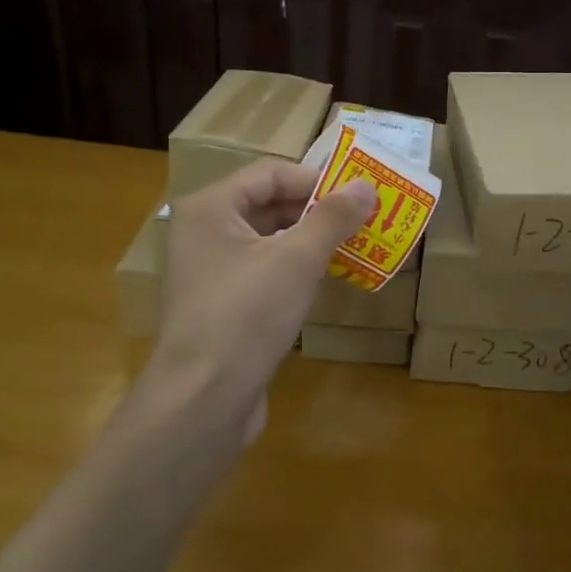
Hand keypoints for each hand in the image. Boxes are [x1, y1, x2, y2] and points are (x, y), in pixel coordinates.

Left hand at [135, 159, 375, 446]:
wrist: (204, 398)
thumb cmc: (247, 315)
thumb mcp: (297, 259)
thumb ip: (332, 218)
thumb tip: (366, 186)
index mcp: (210, 208)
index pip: (271, 173)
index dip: (317, 180)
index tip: (359, 197)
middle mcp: (204, 233)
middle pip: (269, 204)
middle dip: (317, 211)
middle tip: (364, 221)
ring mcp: (210, 272)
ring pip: (269, 241)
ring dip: (310, 242)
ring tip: (354, 248)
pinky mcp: (222, 306)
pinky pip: (264, 273)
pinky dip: (295, 271)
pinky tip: (325, 283)